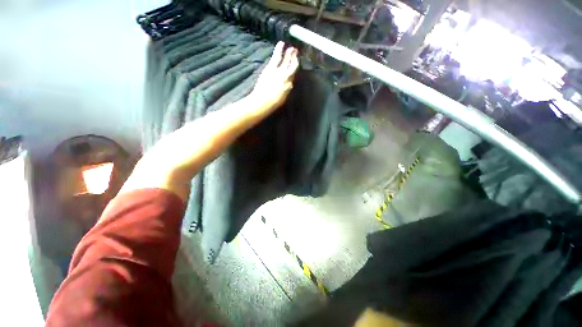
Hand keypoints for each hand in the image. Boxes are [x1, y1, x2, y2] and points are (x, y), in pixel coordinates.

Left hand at [250, 42, 298, 112]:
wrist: (264, 101)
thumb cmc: (272, 103)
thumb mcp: (282, 98)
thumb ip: (286, 90)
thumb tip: (288, 86)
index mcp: (289, 87)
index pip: (293, 76)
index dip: (294, 70)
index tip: (296, 65)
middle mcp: (287, 78)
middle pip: (293, 67)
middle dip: (295, 59)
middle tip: (296, 52)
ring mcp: (280, 72)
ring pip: (287, 61)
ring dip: (290, 54)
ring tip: (292, 48)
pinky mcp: (272, 68)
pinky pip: (277, 56)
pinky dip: (279, 49)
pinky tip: (281, 43)